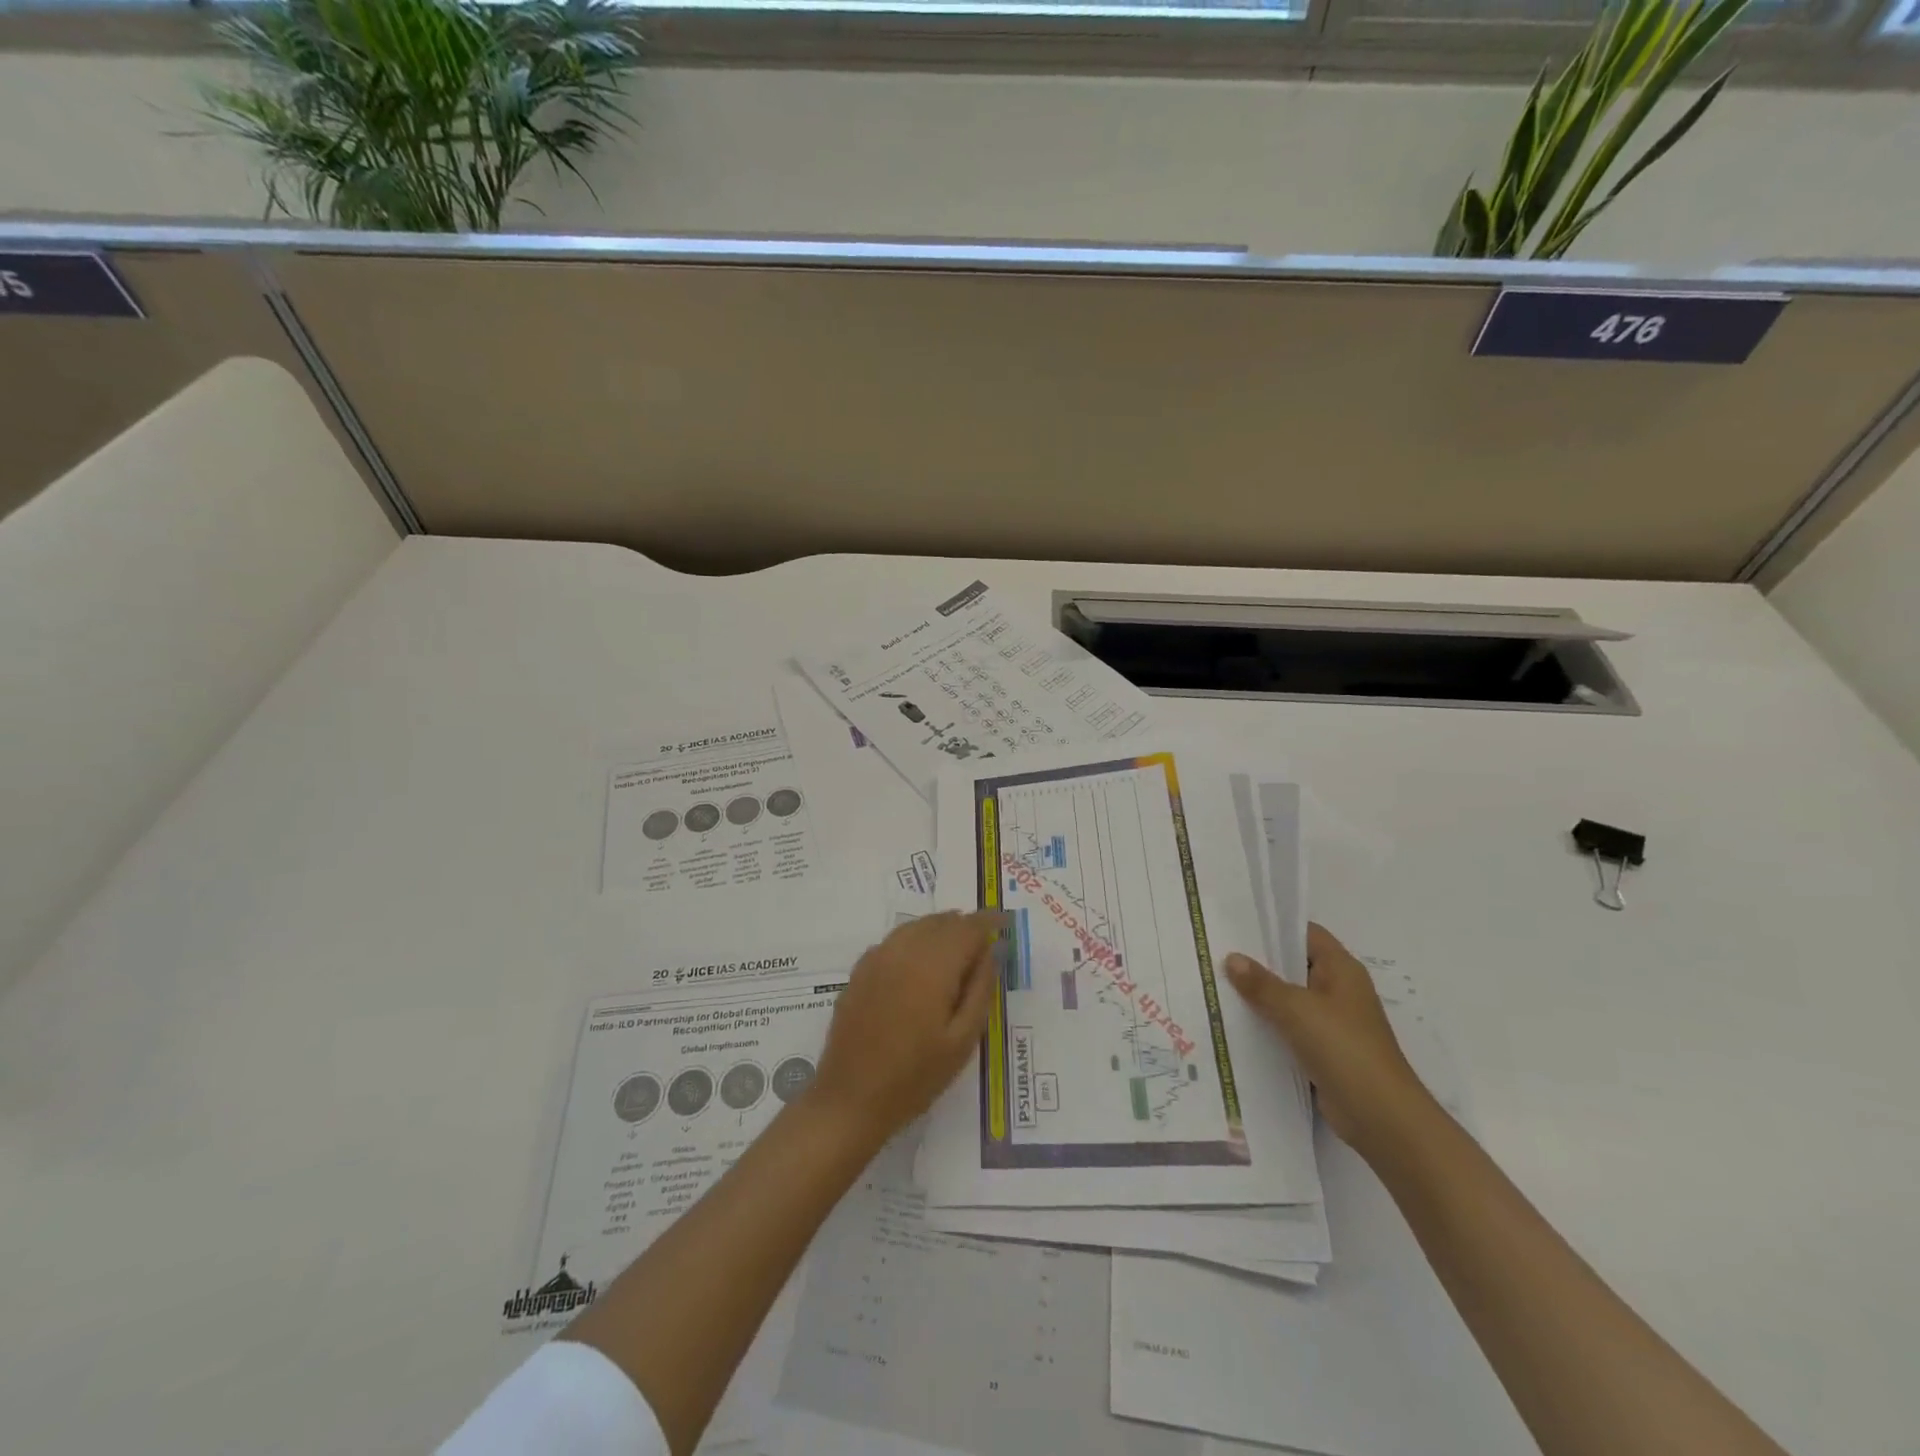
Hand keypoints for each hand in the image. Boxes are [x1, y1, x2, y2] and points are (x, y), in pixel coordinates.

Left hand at [809, 911, 997, 1145]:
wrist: (850, 1099)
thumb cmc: (915, 1076)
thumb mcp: (962, 1040)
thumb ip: (981, 989)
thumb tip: (992, 950)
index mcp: (932, 965)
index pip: (968, 927)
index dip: (990, 921)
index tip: (1007, 922)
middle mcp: (903, 950)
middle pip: (942, 921)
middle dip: (966, 926)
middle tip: (985, 944)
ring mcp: (877, 958)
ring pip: (917, 926)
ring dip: (941, 930)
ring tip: (957, 952)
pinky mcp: (860, 970)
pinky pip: (895, 940)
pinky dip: (916, 940)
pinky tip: (921, 964)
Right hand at [1224, 923, 1434, 1154]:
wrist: (1381, 1117)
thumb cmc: (1344, 1049)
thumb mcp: (1297, 1009)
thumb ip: (1262, 984)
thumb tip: (1232, 958)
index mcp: (1341, 969)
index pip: (1304, 933)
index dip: (1273, 925)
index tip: (1235, 923)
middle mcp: (1338, 989)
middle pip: (1293, 964)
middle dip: (1258, 960)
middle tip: (1215, 951)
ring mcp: (1331, 1021)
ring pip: (1288, 997)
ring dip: (1260, 994)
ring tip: (1216, 983)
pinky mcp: (1323, 1049)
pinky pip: (1289, 1026)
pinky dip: (1267, 1023)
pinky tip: (1235, 1022)